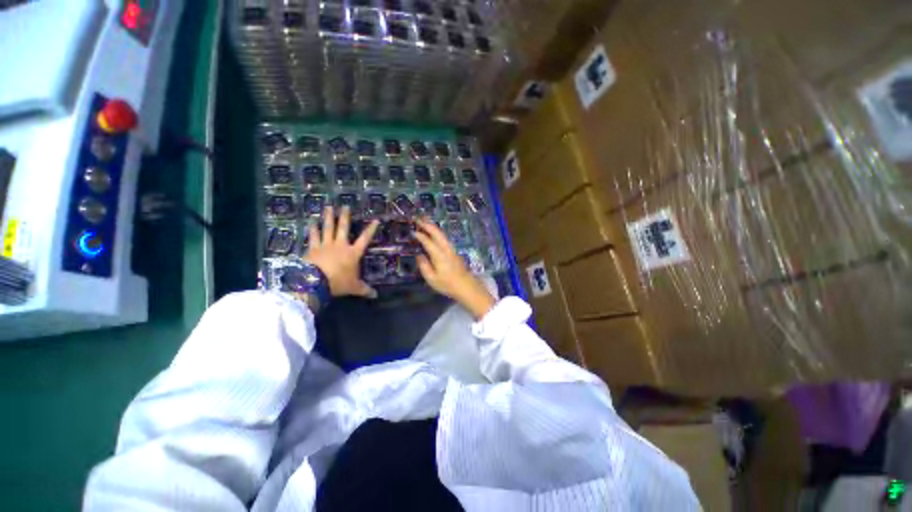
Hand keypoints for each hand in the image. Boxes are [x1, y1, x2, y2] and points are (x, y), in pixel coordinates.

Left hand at [306, 206, 378, 297]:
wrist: (316, 282)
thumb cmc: (338, 283)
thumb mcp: (354, 287)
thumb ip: (365, 290)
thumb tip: (376, 295)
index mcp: (353, 253)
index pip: (365, 239)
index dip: (371, 230)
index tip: (375, 220)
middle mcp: (340, 245)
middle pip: (343, 228)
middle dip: (345, 217)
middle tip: (345, 205)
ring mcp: (325, 245)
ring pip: (328, 228)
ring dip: (328, 217)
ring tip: (328, 207)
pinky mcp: (313, 248)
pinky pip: (313, 236)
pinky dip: (312, 228)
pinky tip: (311, 221)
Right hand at [413, 219, 494, 318]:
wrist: (466, 286)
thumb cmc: (448, 284)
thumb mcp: (432, 279)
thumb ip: (424, 266)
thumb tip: (419, 255)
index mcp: (439, 255)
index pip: (428, 241)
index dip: (420, 235)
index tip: (412, 231)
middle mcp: (446, 249)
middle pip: (437, 233)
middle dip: (427, 224)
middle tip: (417, 218)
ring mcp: (451, 249)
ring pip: (442, 234)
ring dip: (433, 227)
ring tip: (424, 222)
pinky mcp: (454, 252)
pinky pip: (444, 238)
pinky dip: (437, 232)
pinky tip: (434, 233)